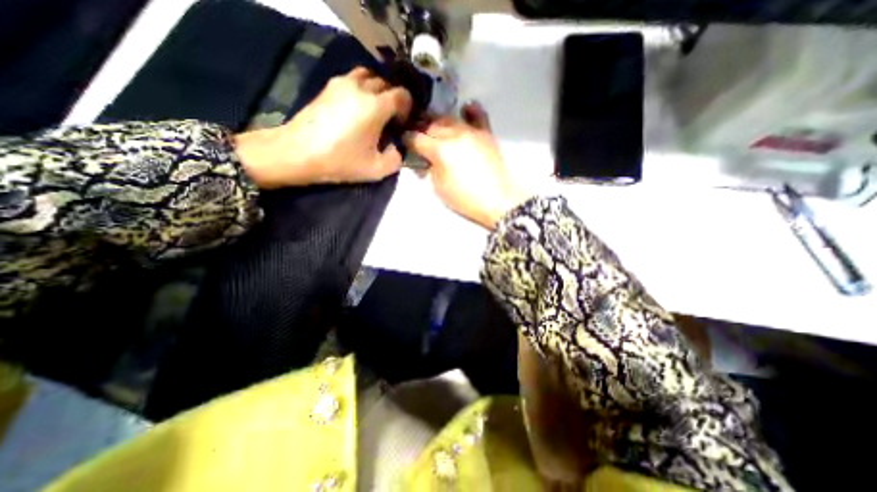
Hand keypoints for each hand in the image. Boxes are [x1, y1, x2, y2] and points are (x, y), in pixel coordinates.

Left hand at [233, 67, 412, 188]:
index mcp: (375, 106)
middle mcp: (361, 87)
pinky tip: (359, 107)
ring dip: (378, 90)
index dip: (407, 108)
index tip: (402, 124)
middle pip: (387, 83)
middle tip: (391, 119)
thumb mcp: (376, 170)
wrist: (298, 153)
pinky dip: (363, 88)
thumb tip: (396, 147)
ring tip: (376, 110)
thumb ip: (396, 159)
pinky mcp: (329, 86)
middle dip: (394, 99)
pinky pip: (354, 78)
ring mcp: (342, 83)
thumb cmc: (340, 161)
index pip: (402, 95)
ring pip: (370, 76)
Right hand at [399, 102, 530, 228]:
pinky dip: (469, 110)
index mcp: (440, 150)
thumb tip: (424, 159)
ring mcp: (472, 131)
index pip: (416, 138)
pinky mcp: (486, 133)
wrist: (498, 200)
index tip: (404, 143)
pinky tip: (464, 109)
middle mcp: (454, 134)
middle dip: (421, 129)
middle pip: (431, 124)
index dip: (407, 140)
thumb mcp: (439, 188)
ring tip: (434, 127)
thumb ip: (429, 169)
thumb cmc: (465, 198)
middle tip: (417, 136)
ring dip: (438, 122)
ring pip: (449, 118)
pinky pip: (477, 114)